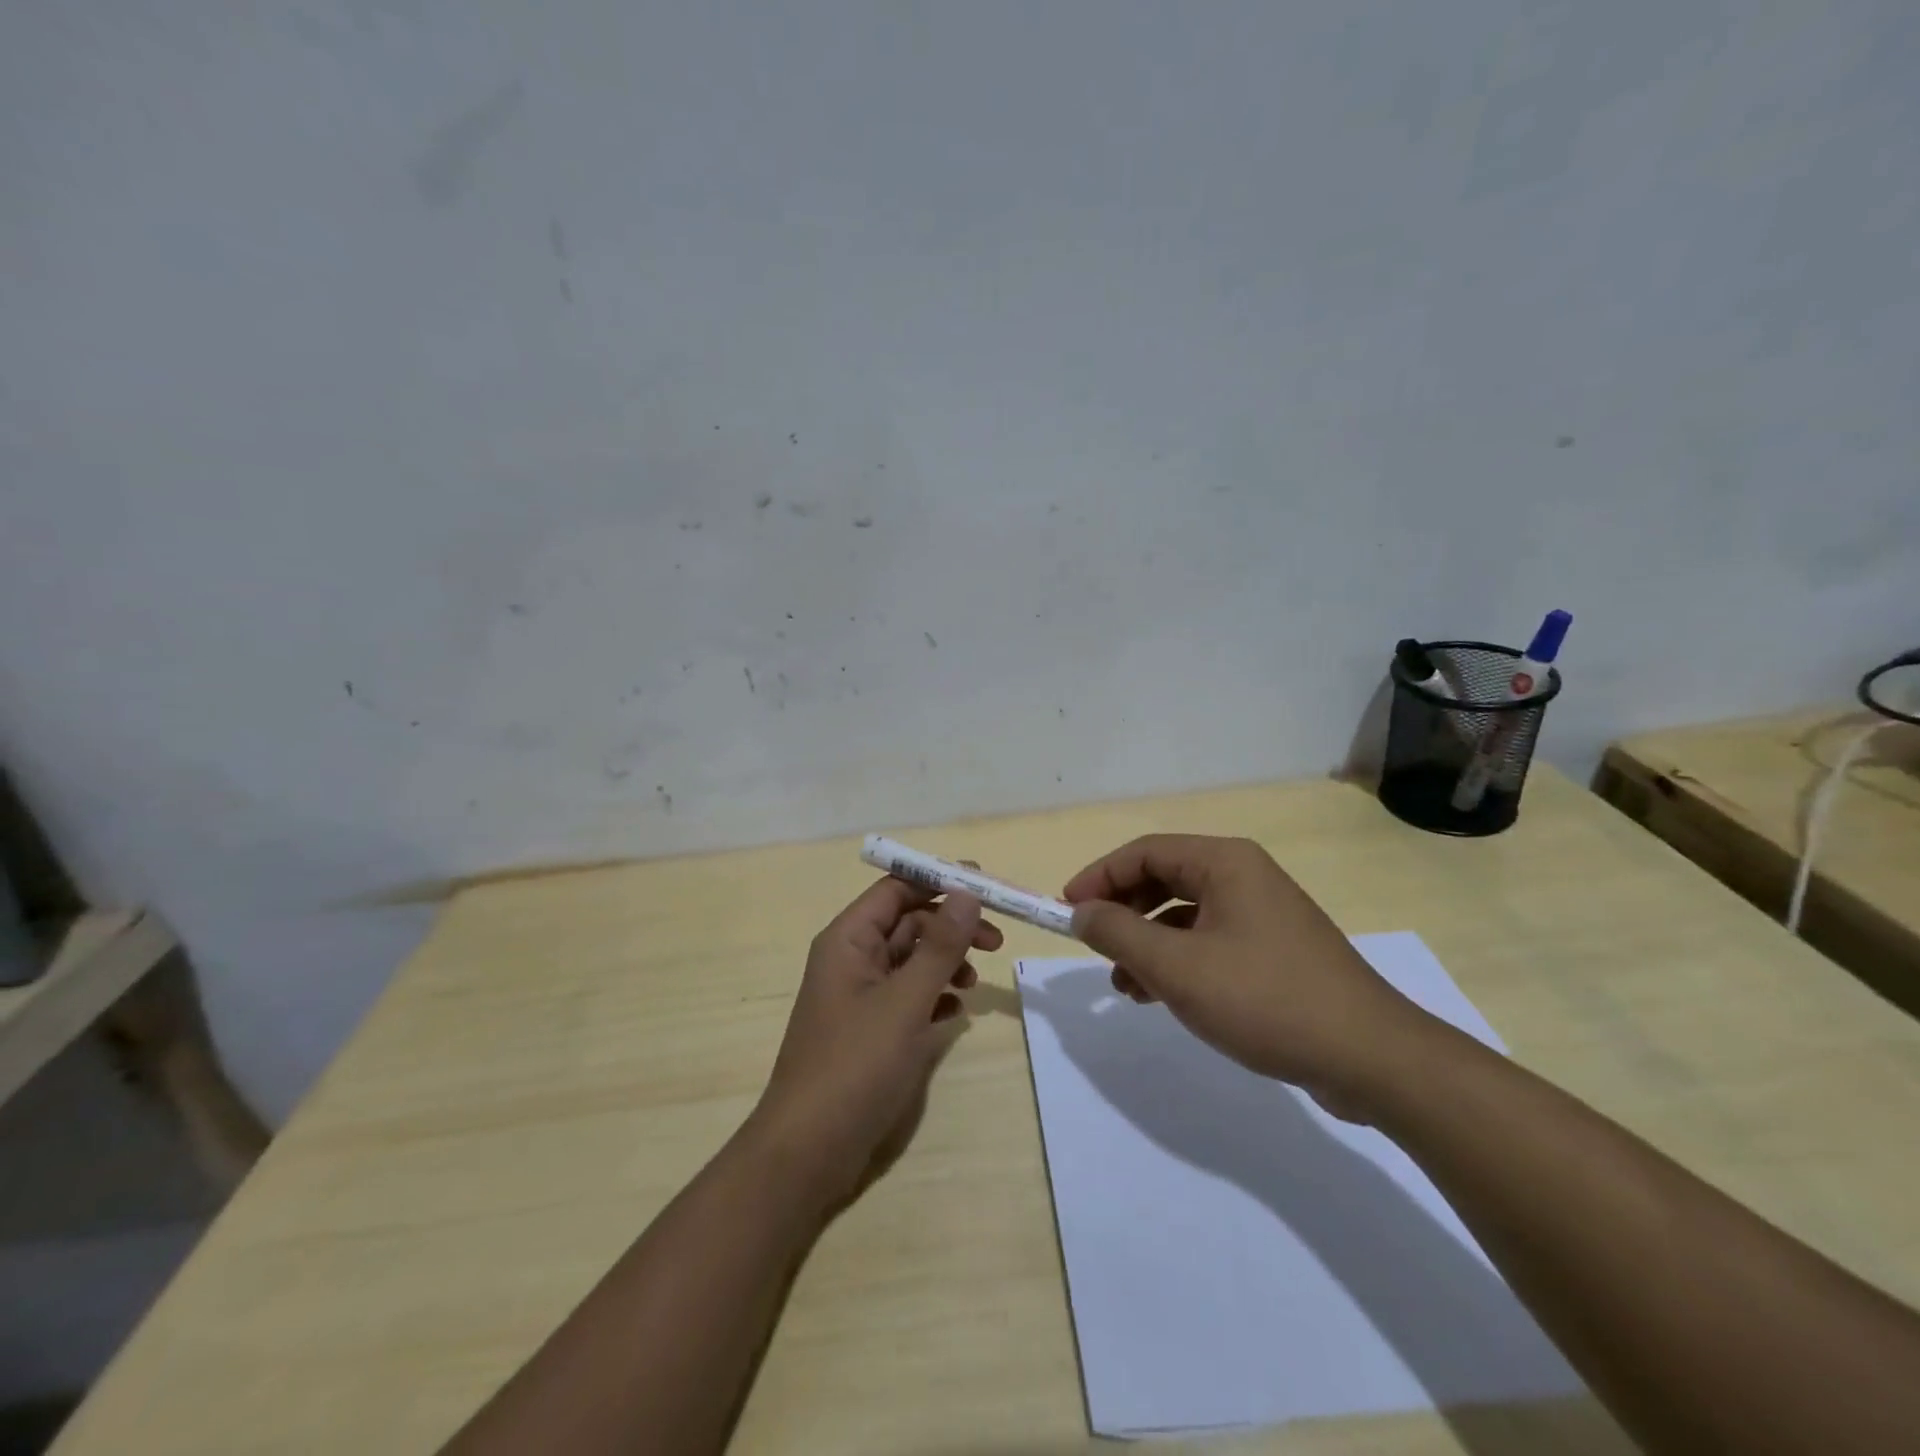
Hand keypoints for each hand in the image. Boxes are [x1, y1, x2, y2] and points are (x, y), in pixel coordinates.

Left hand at [745, 879, 1001, 1211]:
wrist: (808, 1151)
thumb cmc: (854, 1066)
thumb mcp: (905, 1002)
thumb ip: (939, 946)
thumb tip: (967, 891)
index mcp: (848, 940)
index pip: (896, 889)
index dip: (939, 880)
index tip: (985, 885)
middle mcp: (851, 959)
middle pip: (908, 922)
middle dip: (951, 927)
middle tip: (996, 942)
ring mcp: (860, 996)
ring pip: (911, 960)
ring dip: (945, 963)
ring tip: (973, 984)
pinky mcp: (869, 1030)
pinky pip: (908, 997)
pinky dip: (934, 997)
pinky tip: (957, 1015)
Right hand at [1063, 834, 1429, 1110]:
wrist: (1371, 1058)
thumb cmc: (1266, 1000)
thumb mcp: (1178, 968)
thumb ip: (1119, 934)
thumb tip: (1080, 912)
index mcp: (1224, 862)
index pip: (1144, 852)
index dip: (1099, 877)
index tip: (1066, 910)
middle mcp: (1244, 876)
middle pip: (1163, 878)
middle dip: (1122, 912)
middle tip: (1092, 945)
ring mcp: (1262, 915)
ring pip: (1184, 915)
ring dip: (1146, 943)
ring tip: (1122, 985)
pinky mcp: (1273, 952)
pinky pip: (1208, 942)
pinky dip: (1177, 961)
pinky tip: (1159, 996)